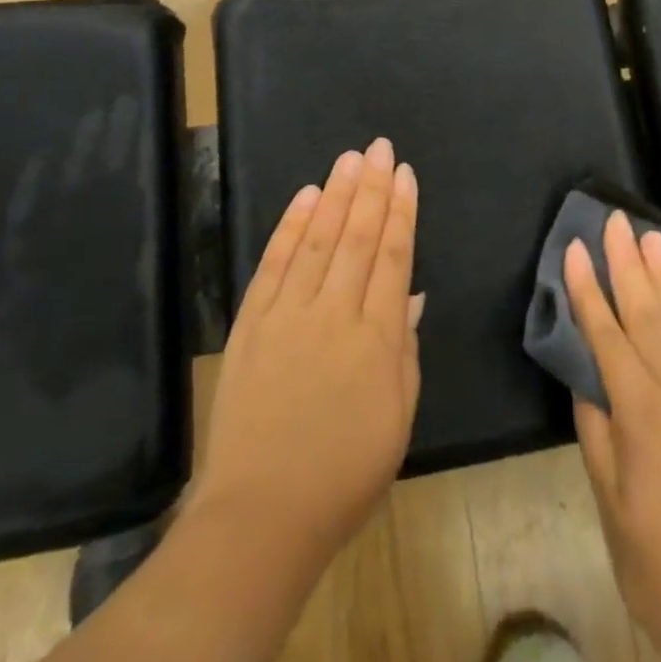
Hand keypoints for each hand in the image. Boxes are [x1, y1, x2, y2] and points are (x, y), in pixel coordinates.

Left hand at [189, 138, 423, 572]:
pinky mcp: (251, 324)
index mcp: (376, 338)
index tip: (404, 174)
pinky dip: (289, 227)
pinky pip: (273, 264)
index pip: (392, 257)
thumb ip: (403, 350)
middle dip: (371, 188)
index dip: (400, 211)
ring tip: (348, 159)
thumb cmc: (344, 474)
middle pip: (356, 236)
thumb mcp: (397, 418)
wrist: (261, 514)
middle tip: (379, 147)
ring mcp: (287, 314)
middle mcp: (333, 313)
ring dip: (334, 194)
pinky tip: (304, 197)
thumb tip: (408, 295)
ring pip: (317, 239)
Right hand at [567, 212, 660, 661]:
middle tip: (617, 218)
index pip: (606, 334)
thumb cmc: (658, 566)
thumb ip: (596, 431)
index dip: (588, 288)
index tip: (576, 246)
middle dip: (628, 262)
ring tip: (652, 236)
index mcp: (641, 412)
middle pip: (647, 312)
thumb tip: (586, 379)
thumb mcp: (610, 503)